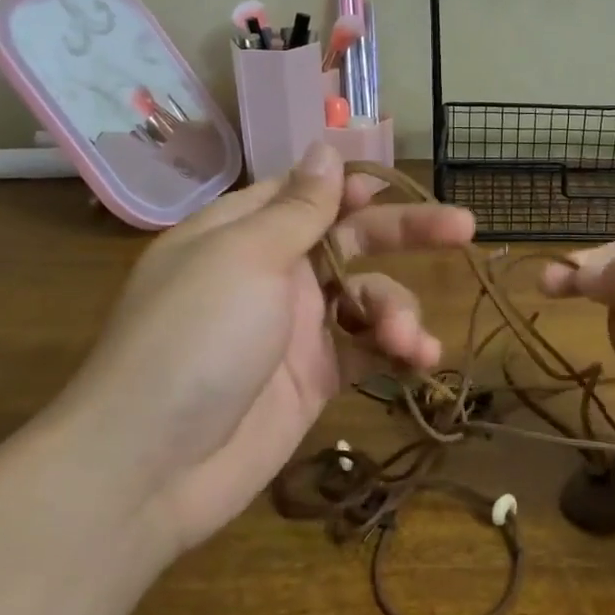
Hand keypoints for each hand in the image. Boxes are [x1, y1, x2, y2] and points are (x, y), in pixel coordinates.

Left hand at [52, 144, 474, 552]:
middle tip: (463, 228)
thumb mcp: (245, 257)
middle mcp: (273, 274)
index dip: (355, 187)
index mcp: (244, 232)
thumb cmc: (195, 339)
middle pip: (350, 240)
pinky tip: (421, 361)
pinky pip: (367, 350)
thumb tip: (324, 147)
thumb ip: (297, 208)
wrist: (151, 467)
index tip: (399, 186)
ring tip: (410, 340)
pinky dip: (397, 351)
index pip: (308, 194)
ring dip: (399, 311)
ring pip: (368, 299)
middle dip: (406, 234)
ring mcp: (296, 330)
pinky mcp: (315, 379)